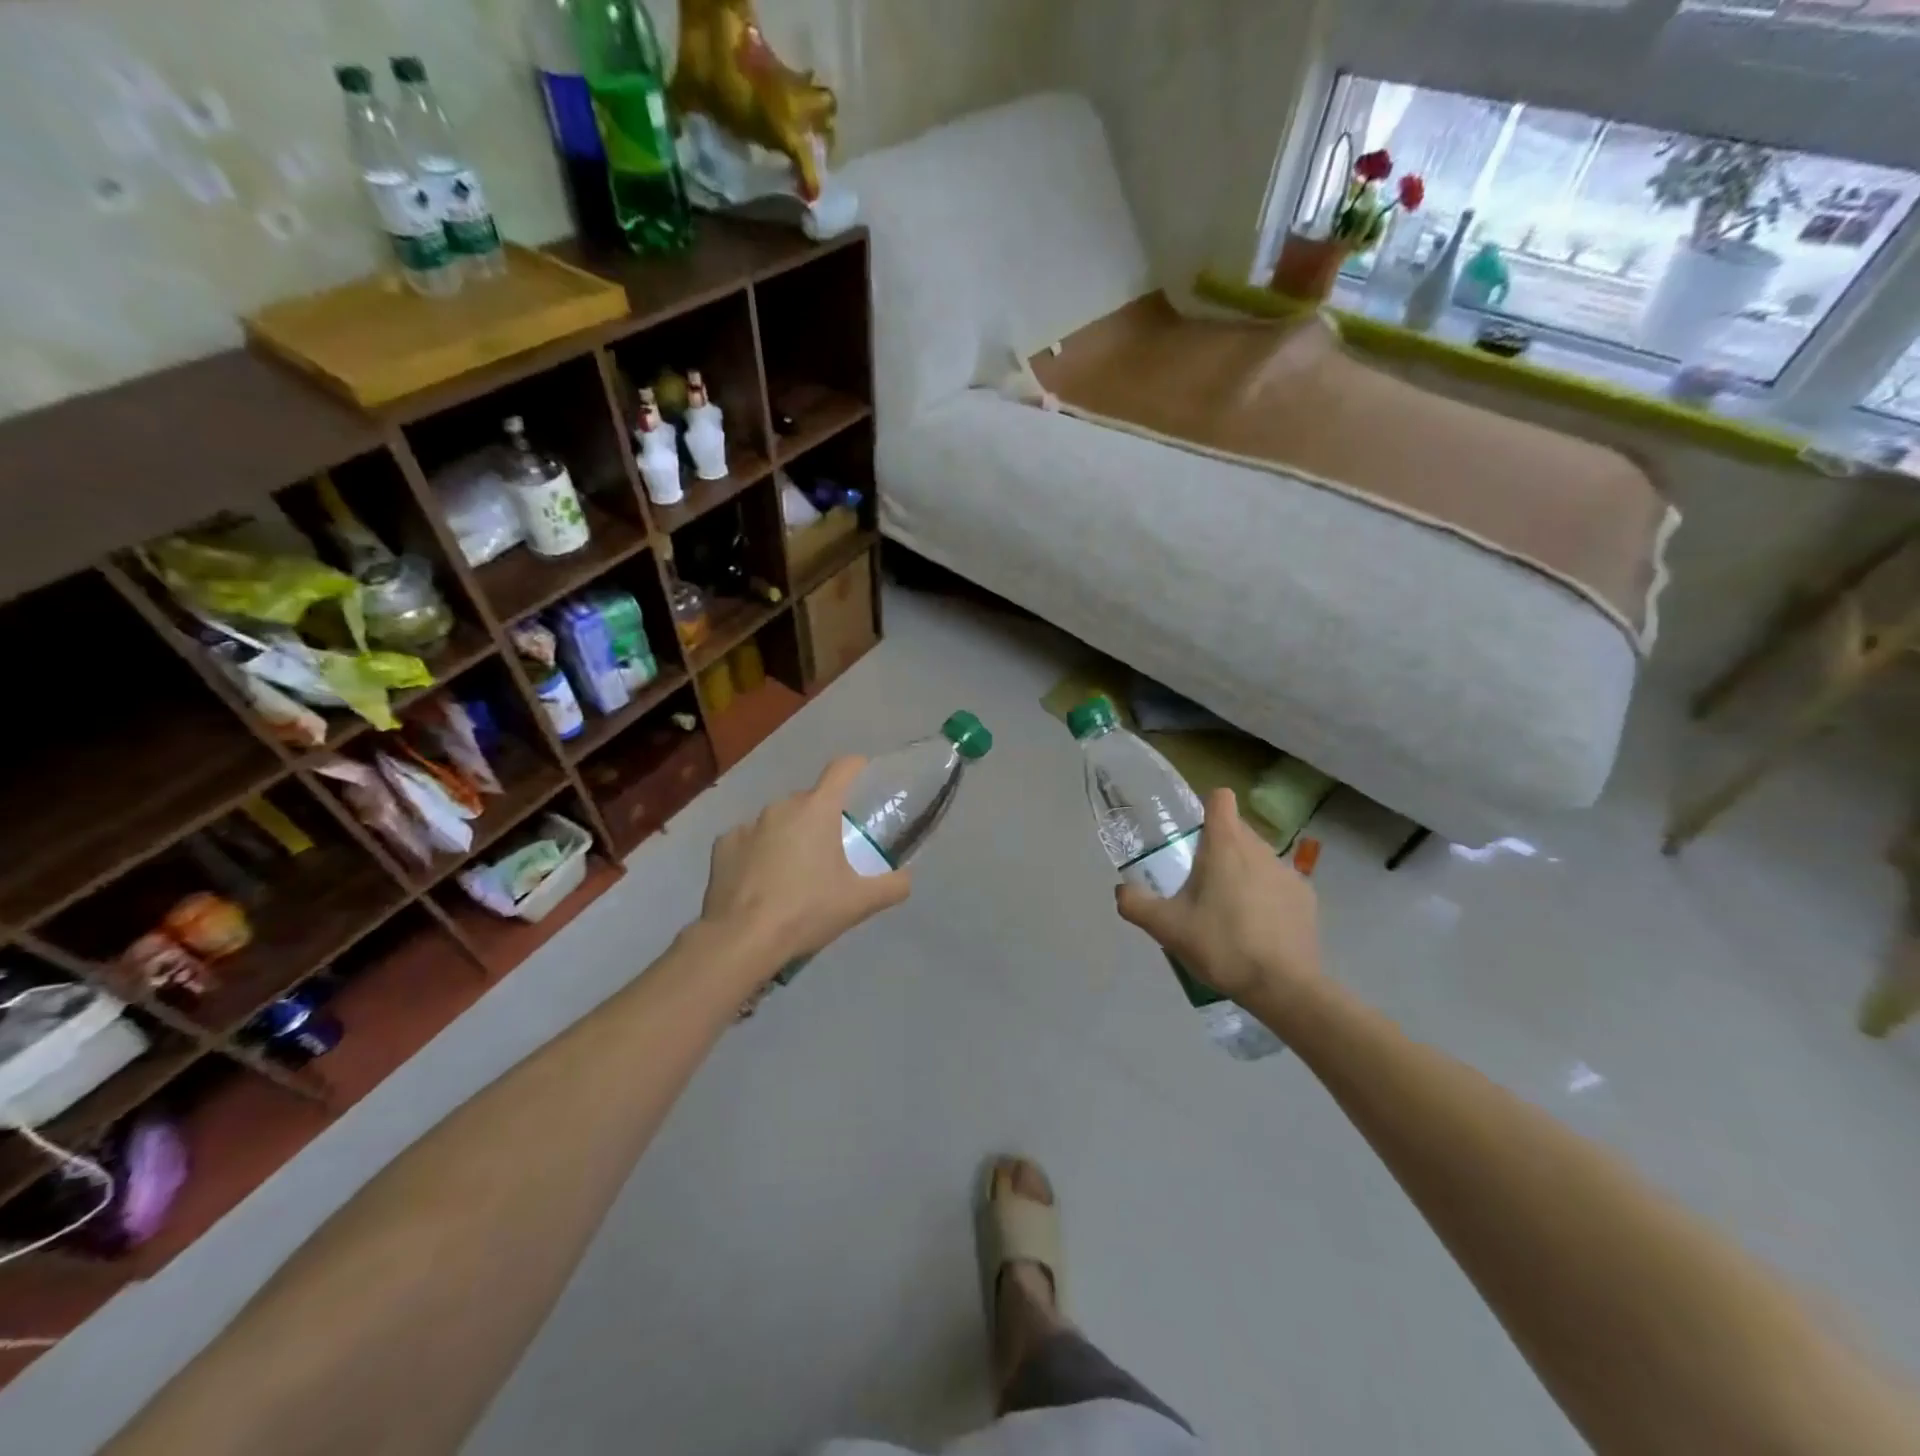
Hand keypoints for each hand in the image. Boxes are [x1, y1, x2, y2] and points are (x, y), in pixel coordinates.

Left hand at [700, 756, 911, 974]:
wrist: (742, 939)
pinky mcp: (723, 845)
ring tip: (793, 872)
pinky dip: (757, 852)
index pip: (842, 769)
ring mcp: (748, 824)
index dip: (856, 767)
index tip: (864, 775)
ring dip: (789, 835)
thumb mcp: (860, 903)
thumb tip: (906, 878)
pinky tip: (760, 881)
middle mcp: (781, 806)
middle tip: (831, 850)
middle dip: (822, 817)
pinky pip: (748, 840)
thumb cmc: (807, 911)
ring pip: (777, 820)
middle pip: (810, 800)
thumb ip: (893, 886)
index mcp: (817, 809)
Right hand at [1114, 788, 1321, 1007]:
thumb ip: (1136, 903)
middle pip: (1238, 829)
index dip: (1206, 808)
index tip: (1193, 833)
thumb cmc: (1221, 945)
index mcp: (1225, 845)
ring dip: (1244, 871)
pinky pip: (1279, 883)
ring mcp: (1288, 872)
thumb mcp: (1166, 928)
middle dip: (1219, 845)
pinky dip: (1267, 895)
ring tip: (1229, 909)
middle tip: (1200, 881)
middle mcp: (1260, 849)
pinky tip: (1259, 928)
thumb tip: (1122, 889)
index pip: (1221, 799)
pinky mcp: (1306, 898)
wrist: (1284, 987)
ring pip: (1259, 857)